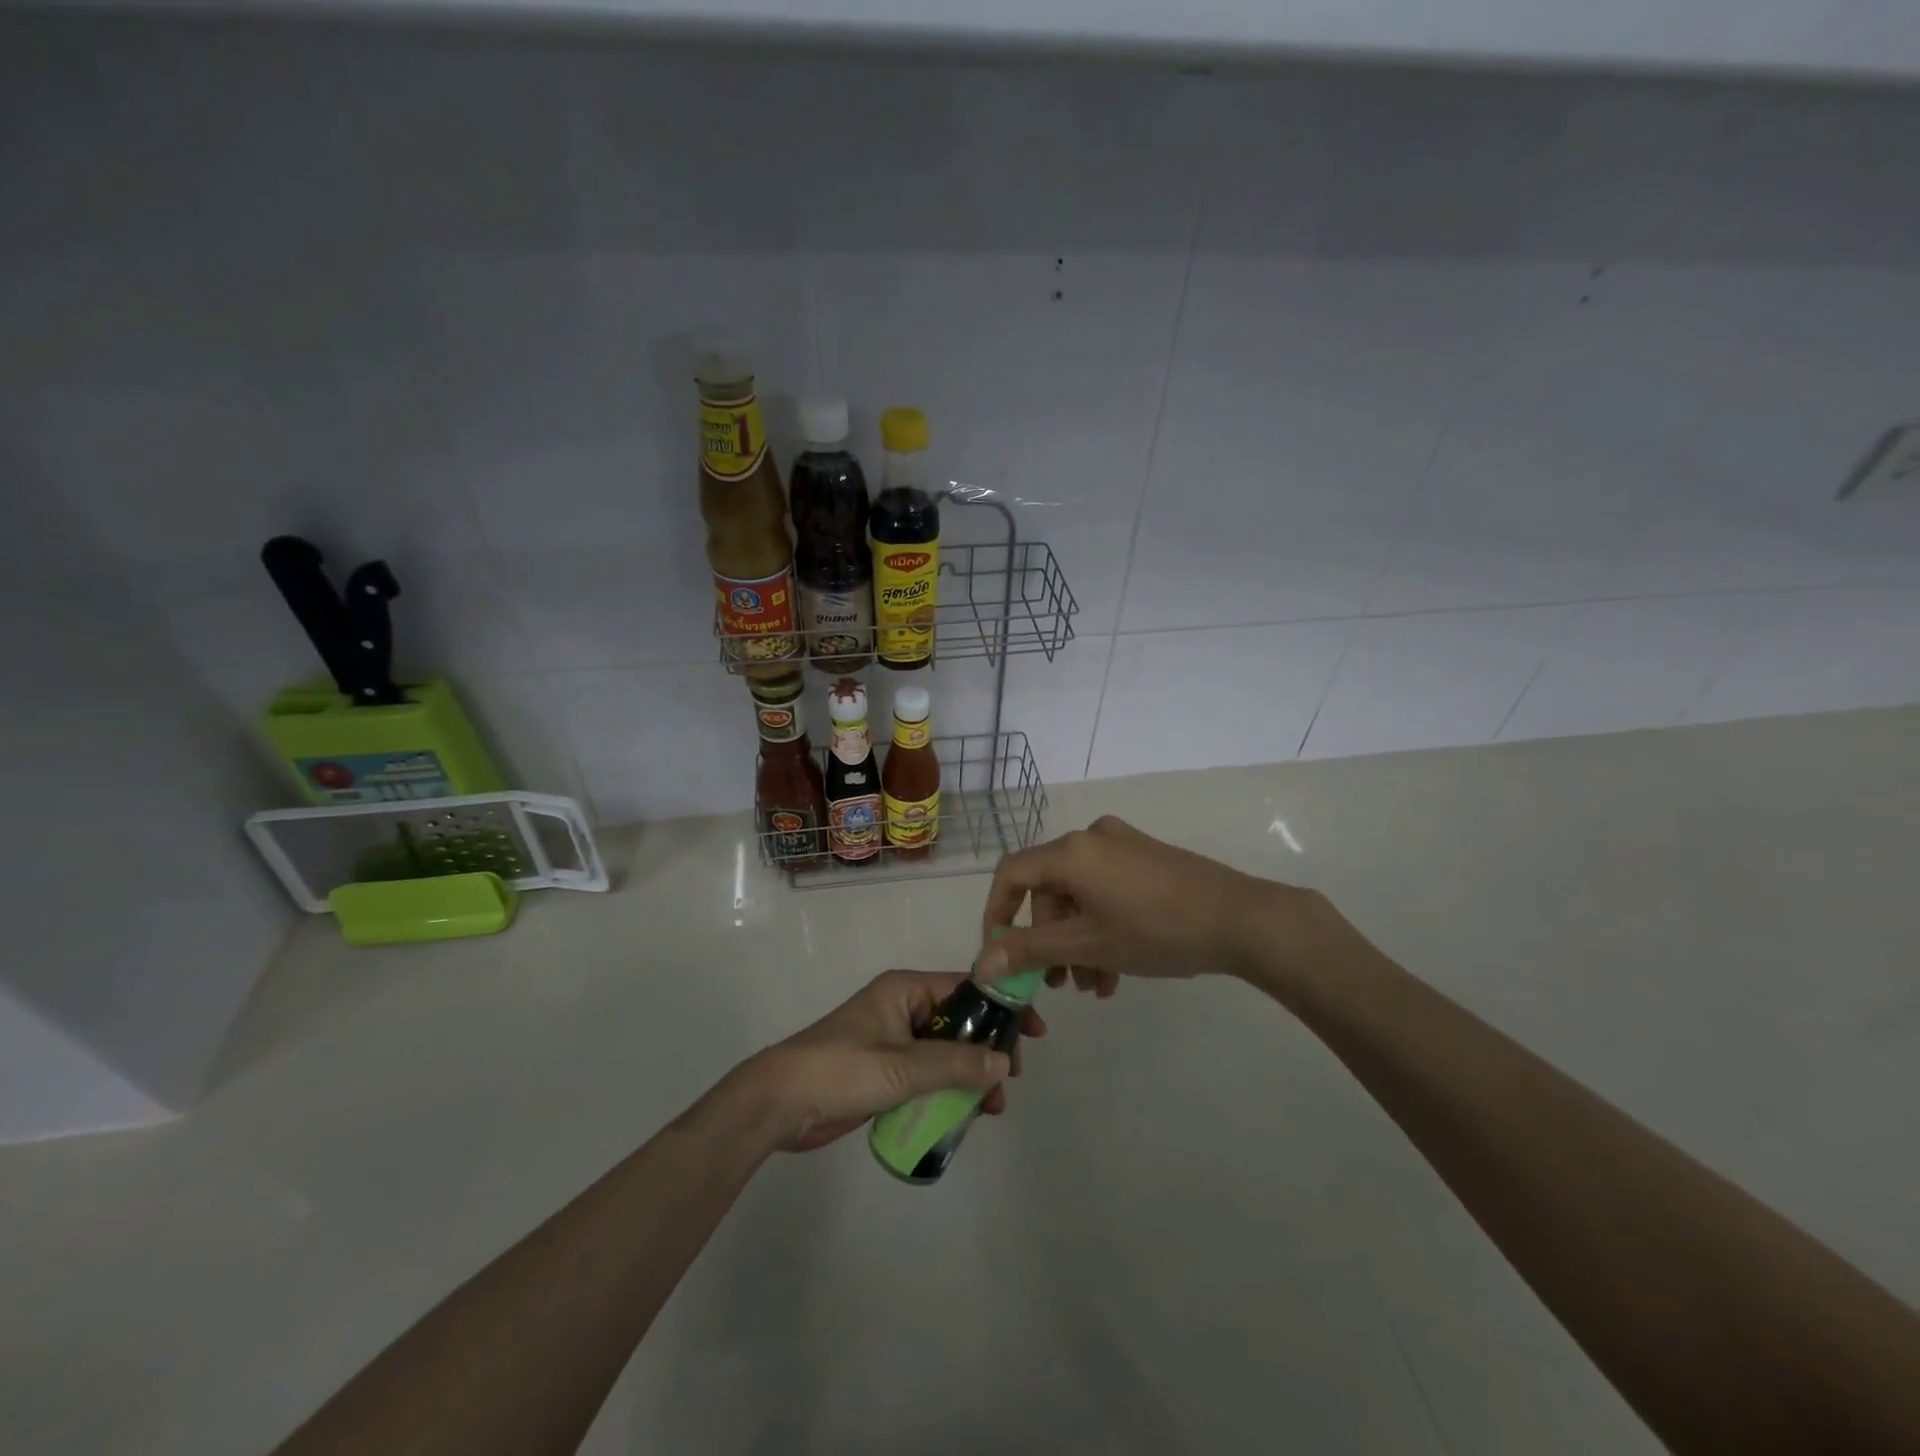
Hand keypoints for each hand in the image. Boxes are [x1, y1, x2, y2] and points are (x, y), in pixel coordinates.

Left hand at [727, 970, 1046, 1153]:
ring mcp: (894, 1041)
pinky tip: (965, 1115)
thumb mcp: (901, 1067)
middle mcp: (903, 1008)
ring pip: (947, 1052)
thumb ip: (954, 1064)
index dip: (1001, 1007)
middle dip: (988, 1049)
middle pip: (960, 1022)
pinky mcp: (885, 1071)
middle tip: (1011, 1080)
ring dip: (971, 1076)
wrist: (779, 1103)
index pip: (966, 988)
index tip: (1034, 1032)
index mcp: (905, 990)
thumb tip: (1003, 1061)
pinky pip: (929, 1074)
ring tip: (991, 1109)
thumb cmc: (840, 1069)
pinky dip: (949, 1090)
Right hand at [978, 815, 1345, 994]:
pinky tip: (1115, 969)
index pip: (1011, 874)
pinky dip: (1101, 925)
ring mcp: (1121, 845)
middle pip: (1048, 889)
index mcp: (1070, 852)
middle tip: (1059, 984)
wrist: (1241, 919)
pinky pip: (1105, 889)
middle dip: (1049, 940)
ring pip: (1079, 894)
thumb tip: (981, 963)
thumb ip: (1030, 950)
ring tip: (1093, 985)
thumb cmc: (1156, 931)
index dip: (997, 913)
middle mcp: (1090, 838)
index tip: (1000, 954)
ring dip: (1078, 941)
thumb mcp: (1088, 945)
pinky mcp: (1146, 857)